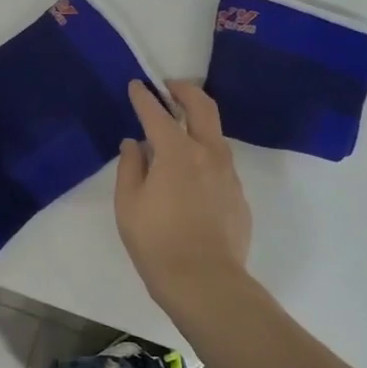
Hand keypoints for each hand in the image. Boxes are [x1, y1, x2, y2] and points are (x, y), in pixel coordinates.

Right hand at [114, 79, 252, 309]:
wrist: (205, 282)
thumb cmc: (156, 241)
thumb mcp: (128, 204)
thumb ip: (130, 167)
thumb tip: (134, 144)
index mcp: (176, 152)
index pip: (157, 113)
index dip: (144, 97)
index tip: (136, 86)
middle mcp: (208, 154)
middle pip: (202, 107)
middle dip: (185, 91)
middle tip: (169, 88)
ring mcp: (228, 174)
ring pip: (216, 134)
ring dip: (198, 121)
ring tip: (179, 130)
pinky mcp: (238, 195)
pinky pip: (221, 163)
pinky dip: (205, 154)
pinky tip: (191, 173)